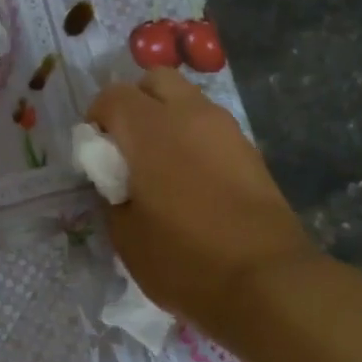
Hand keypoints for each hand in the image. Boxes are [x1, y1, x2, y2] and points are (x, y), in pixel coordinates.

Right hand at [88, 70, 316, 339]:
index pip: (113, 96)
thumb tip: (117, 184)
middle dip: (135, 104)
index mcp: (151, 130)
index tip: (96, 153)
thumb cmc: (184, 260)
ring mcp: (226, 130)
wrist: (265, 281)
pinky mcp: (250, 151)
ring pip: (188, 100)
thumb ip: (112, 197)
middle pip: (155, 80)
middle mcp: (190, 115)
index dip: (96, 119)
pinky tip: (192, 181)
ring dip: (167, 119)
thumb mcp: (126, 236)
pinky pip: (211, 127)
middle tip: (128, 148)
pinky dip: (194, 139)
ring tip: (161, 166)